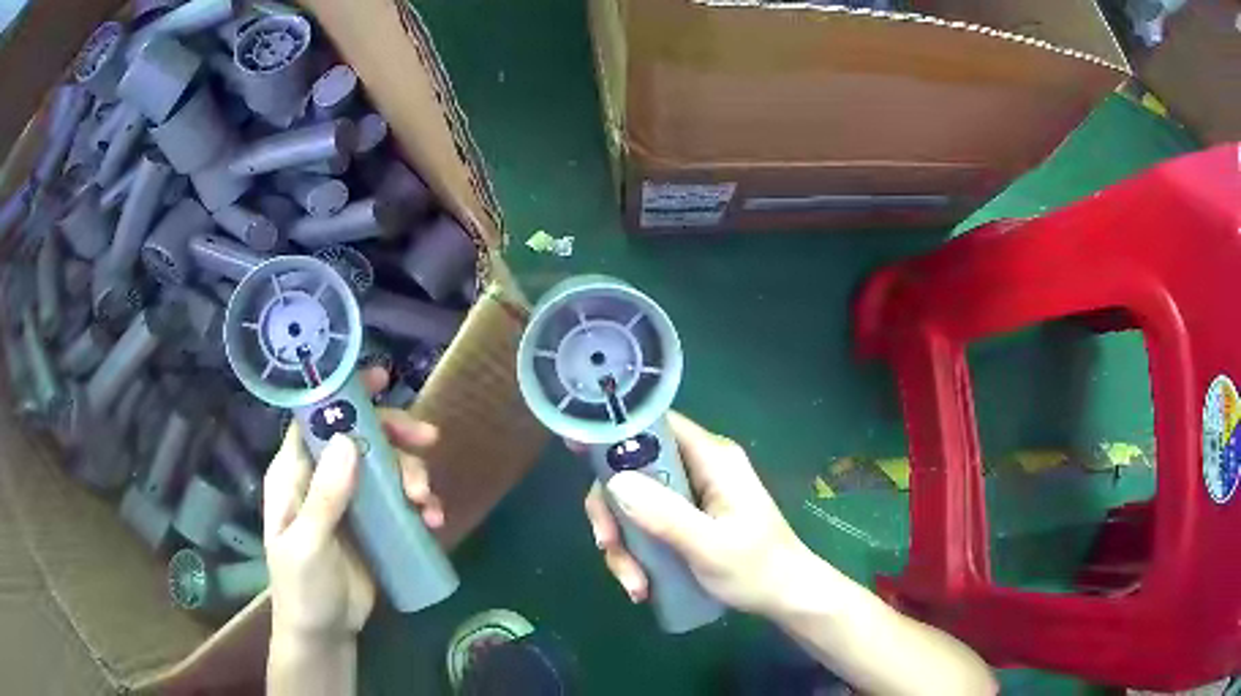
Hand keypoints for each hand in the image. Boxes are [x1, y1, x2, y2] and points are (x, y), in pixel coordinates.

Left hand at [263, 367, 442, 640]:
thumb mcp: (307, 545)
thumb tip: (350, 440)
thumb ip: (325, 497)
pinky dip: (421, 503)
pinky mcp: (375, 524)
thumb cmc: (302, 588)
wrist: (324, 633)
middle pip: (361, 437)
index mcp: (295, 475)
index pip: (315, 420)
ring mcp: (351, 501)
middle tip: (428, 441)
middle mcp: (323, 479)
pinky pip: (401, 500)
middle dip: (395, 435)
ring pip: (386, 466)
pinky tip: (433, 520)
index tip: (380, 379)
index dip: (344, 396)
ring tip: (426, 503)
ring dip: (413, 474)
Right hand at [581, 412, 812, 616]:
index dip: (614, 432)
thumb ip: (664, 515)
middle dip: (614, 513)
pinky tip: (642, 585)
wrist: (785, 598)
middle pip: (633, 470)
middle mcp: (697, 468)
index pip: (654, 425)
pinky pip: (646, 524)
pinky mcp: (686, 518)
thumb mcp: (709, 546)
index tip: (576, 452)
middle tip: (608, 547)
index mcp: (711, 458)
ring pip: (634, 503)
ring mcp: (690, 495)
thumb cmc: (757, 569)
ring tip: (634, 584)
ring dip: (624, 544)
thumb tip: (612, 482)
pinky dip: (637, 553)